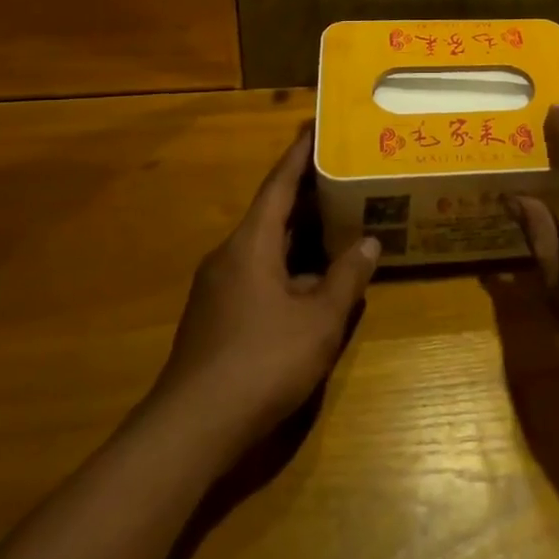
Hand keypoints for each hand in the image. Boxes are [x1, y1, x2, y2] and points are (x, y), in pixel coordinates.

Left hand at [151, 125, 379, 460]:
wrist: (189, 432)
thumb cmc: (260, 362)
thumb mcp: (318, 321)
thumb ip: (347, 278)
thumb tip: (369, 243)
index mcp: (251, 243)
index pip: (279, 184)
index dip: (301, 154)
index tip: (316, 126)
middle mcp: (230, 256)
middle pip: (273, 213)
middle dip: (308, 194)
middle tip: (344, 173)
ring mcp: (219, 289)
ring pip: (267, 247)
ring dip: (301, 235)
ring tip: (339, 222)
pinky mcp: (216, 318)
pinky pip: (259, 274)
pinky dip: (289, 266)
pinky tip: (314, 282)